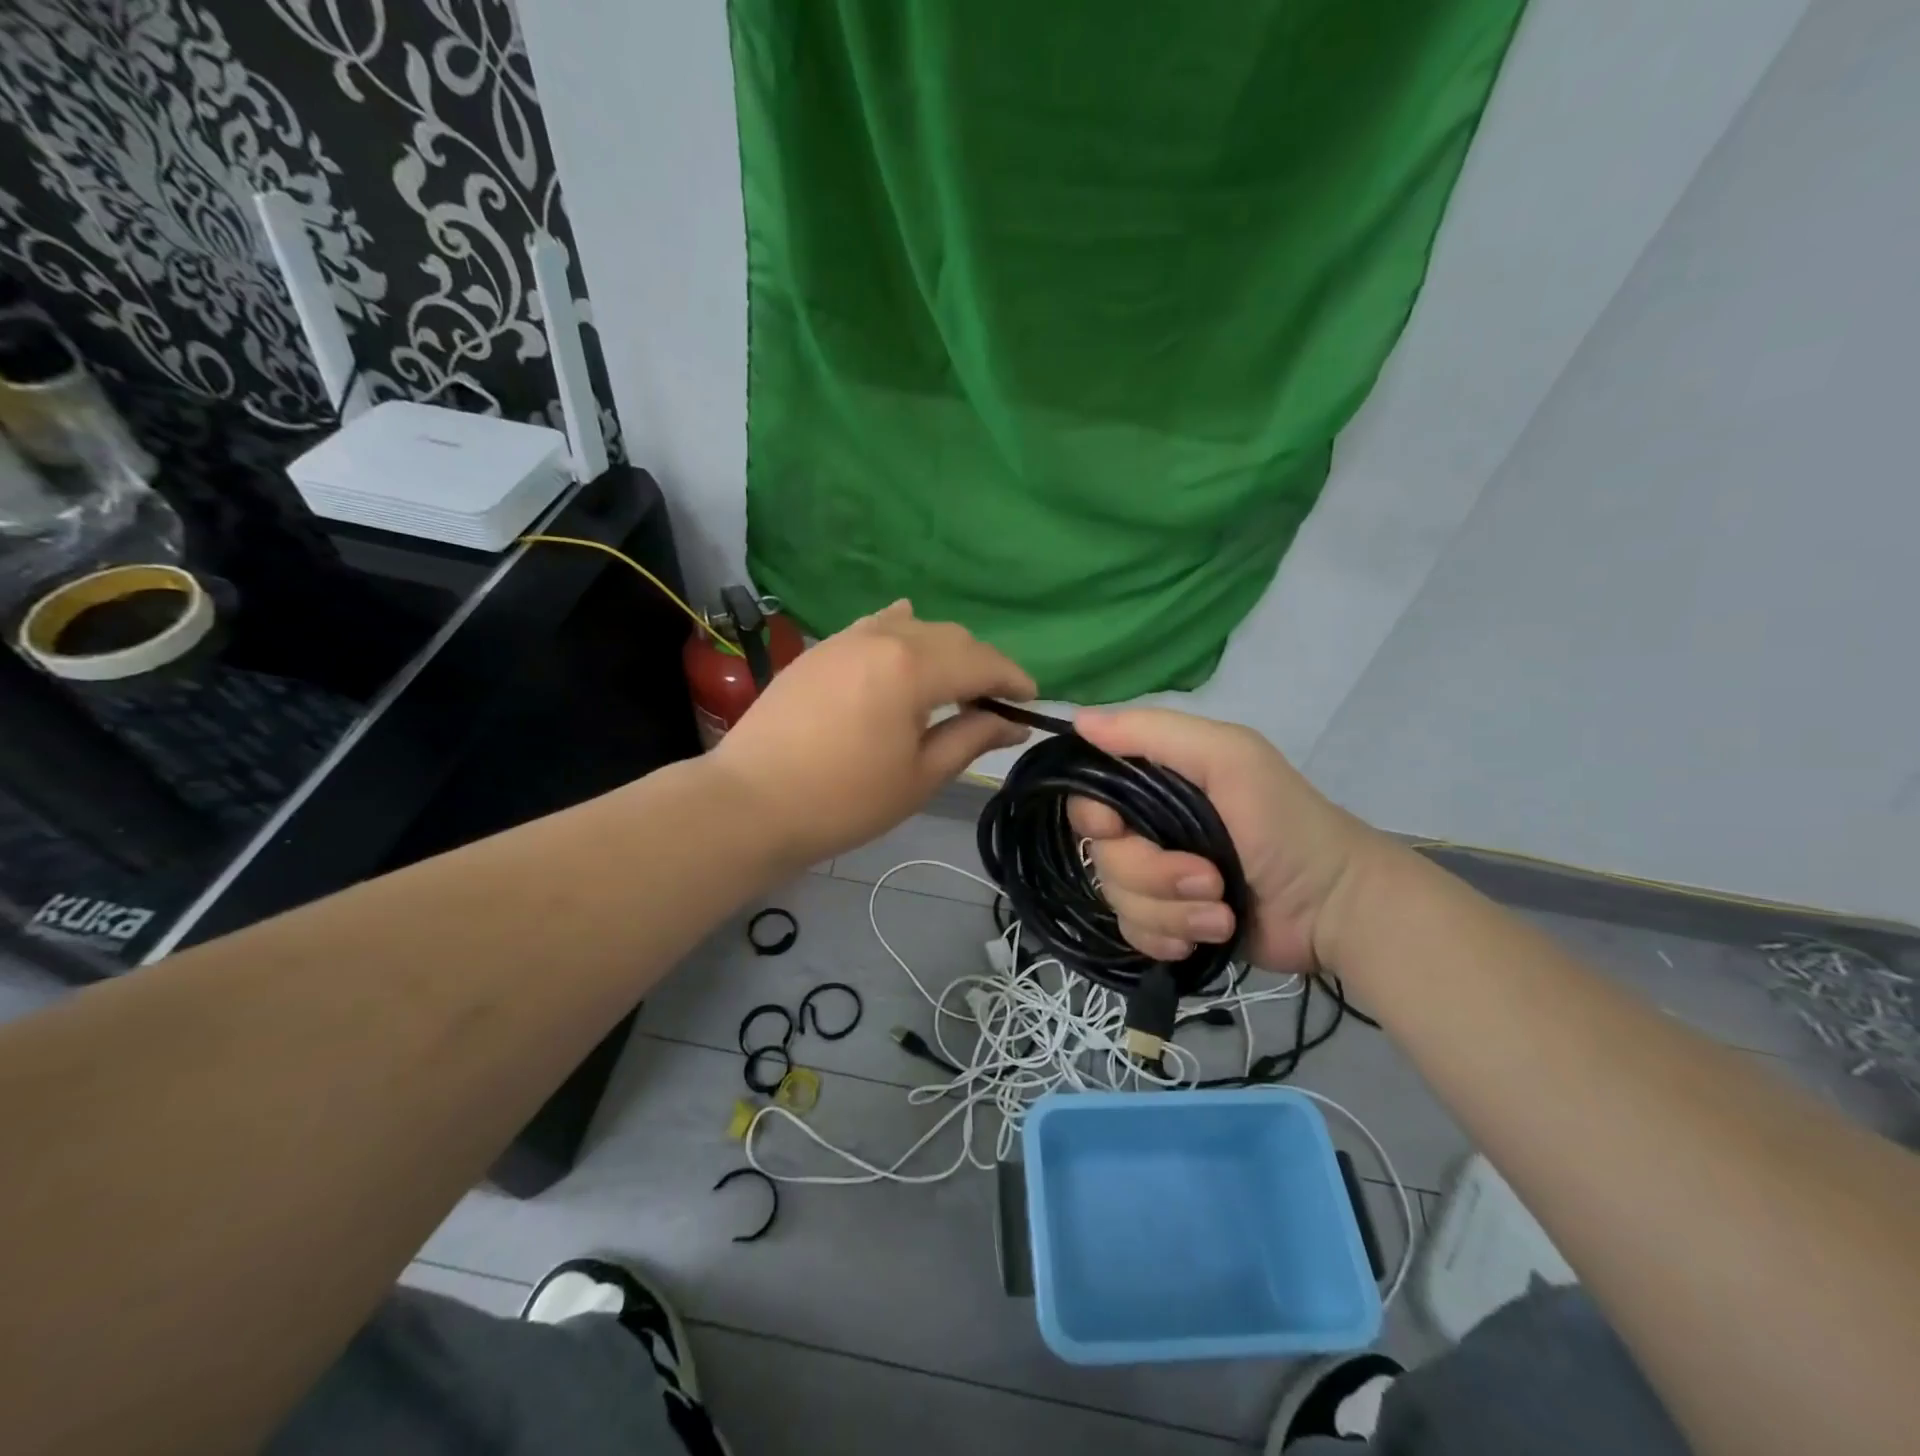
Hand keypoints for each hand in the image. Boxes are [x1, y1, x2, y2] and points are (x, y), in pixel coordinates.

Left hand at [712, 602, 1034, 866]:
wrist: (751, 802)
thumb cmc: (844, 799)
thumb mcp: (920, 775)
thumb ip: (971, 738)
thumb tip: (1013, 723)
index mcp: (914, 667)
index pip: (982, 661)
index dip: (1014, 679)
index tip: (1032, 701)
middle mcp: (884, 637)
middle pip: (951, 638)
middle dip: (982, 664)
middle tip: (995, 702)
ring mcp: (847, 638)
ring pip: (914, 627)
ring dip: (944, 650)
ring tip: (951, 684)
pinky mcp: (821, 650)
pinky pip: (875, 627)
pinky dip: (903, 635)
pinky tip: (905, 649)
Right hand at [1067, 709, 1383, 974]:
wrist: (1335, 907)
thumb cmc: (1284, 823)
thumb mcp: (1228, 756)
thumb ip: (1153, 732)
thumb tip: (1078, 720)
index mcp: (1154, 783)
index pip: (1088, 797)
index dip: (1094, 818)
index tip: (1118, 830)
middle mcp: (1147, 827)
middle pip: (1102, 857)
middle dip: (1153, 875)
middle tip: (1209, 878)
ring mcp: (1157, 880)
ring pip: (1118, 900)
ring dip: (1172, 911)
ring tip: (1221, 912)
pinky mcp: (1169, 923)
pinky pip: (1134, 933)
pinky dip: (1169, 938)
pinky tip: (1206, 936)